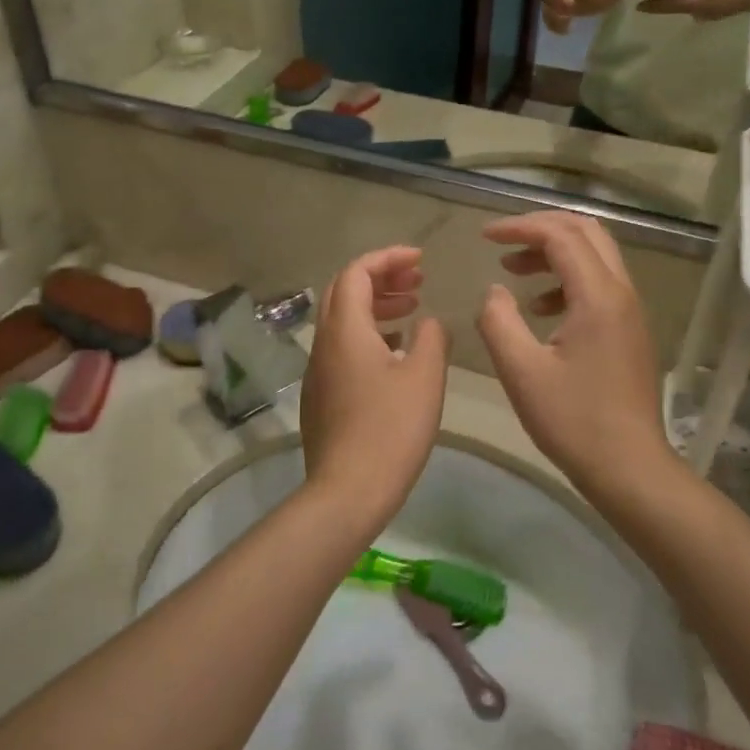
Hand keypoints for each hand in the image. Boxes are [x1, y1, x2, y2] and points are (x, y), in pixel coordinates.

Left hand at [300, 246, 449, 528]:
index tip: (420, 259)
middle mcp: (324, 343)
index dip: (388, 258)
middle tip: (417, 280)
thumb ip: (431, 338)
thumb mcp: (424, 377)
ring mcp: (318, 371)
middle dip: (381, 277)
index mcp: (345, 330)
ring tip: (413, 308)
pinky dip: (369, 333)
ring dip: (376, 305)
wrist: (347, 491)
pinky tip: (396, 351)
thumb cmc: (390, 429)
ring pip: (343, 320)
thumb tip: (429, 321)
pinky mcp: (321, 395)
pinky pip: (343, 347)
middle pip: (344, 291)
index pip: (356, 272)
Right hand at [475, 213, 671, 491]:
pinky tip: (540, 309)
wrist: (629, 467)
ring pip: (595, 256)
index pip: (561, 235)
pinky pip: (600, 284)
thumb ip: (499, 321)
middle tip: (503, 242)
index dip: (520, 228)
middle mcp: (621, 293)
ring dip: (554, 253)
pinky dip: (567, 280)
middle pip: (586, 232)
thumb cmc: (573, 420)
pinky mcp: (630, 330)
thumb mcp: (521, 371)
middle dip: (541, 228)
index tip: (485, 236)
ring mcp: (630, 311)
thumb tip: (495, 291)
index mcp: (598, 296)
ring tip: (514, 271)